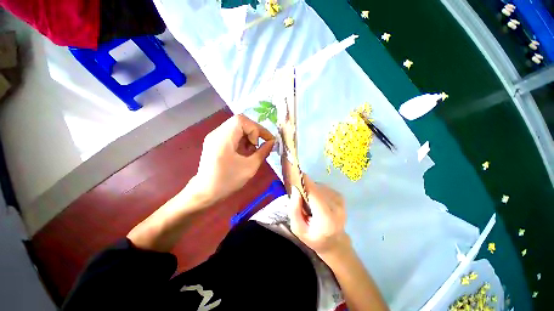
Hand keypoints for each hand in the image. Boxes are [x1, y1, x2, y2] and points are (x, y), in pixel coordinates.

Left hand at [191, 114, 274, 203]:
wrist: (205, 193)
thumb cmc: (228, 181)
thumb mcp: (250, 167)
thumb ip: (263, 152)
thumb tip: (272, 142)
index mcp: (223, 138)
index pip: (242, 121)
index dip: (256, 129)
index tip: (262, 143)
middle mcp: (217, 133)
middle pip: (239, 121)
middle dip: (254, 131)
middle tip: (260, 144)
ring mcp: (214, 136)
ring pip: (236, 126)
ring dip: (248, 135)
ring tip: (252, 149)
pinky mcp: (214, 141)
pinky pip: (231, 133)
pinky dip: (241, 139)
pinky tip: (244, 151)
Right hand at [289, 175, 349, 259]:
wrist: (335, 242)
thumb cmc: (314, 238)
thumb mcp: (298, 229)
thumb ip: (294, 210)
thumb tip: (295, 189)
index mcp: (326, 218)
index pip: (315, 194)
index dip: (305, 182)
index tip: (296, 173)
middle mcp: (336, 207)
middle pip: (316, 188)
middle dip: (305, 188)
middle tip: (299, 197)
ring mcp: (340, 200)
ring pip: (319, 186)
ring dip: (311, 190)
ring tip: (309, 202)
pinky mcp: (340, 196)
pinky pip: (323, 187)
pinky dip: (317, 191)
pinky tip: (317, 201)